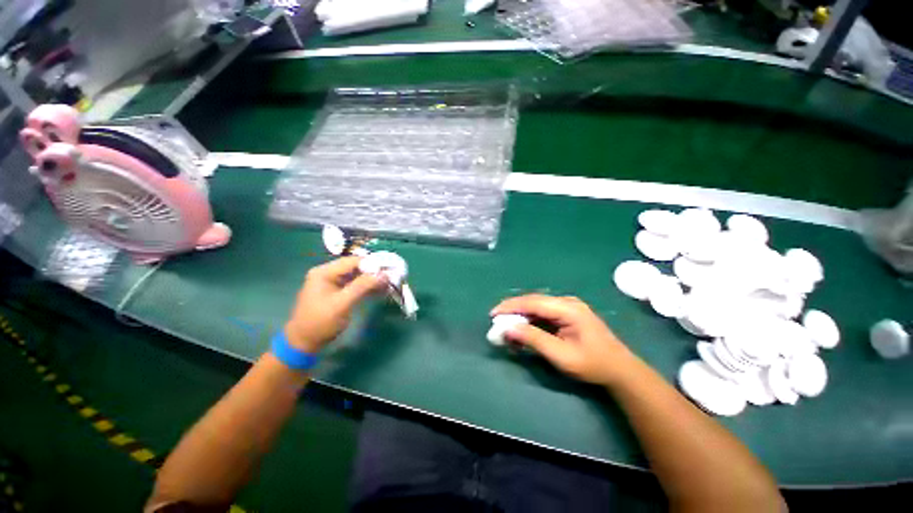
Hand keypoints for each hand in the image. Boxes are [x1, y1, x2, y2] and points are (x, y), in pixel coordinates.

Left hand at [284, 256, 384, 352]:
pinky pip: (356, 285)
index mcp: (324, 272)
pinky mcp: (338, 292)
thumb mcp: (341, 304)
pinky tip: (380, 291)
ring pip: (358, 276)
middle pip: (356, 267)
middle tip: (391, 278)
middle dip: (374, 272)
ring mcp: (333, 283)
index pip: (353, 261)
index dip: (372, 264)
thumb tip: (384, 274)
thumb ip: (362, 286)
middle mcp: (328, 273)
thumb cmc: (320, 323)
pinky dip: (368, 288)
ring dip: (373, 280)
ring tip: (389, 285)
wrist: (303, 344)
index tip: (390, 270)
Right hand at [491, 294, 637, 387]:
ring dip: (520, 316)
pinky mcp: (566, 314)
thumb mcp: (561, 355)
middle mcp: (566, 302)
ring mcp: (567, 307)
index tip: (493, 314)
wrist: (620, 370)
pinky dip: (530, 320)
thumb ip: (534, 339)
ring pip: (536, 307)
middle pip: (533, 301)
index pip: (533, 302)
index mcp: (568, 308)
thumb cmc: (592, 364)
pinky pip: (543, 313)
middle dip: (513, 311)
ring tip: (506, 327)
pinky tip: (522, 329)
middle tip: (497, 321)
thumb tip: (508, 329)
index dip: (511, 306)